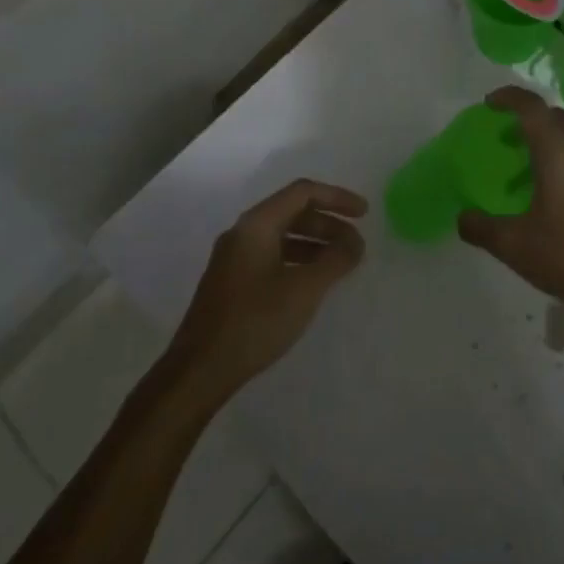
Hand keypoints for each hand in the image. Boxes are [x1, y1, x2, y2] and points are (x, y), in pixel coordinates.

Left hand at [166, 180, 367, 399]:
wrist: (199, 371)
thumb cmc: (254, 322)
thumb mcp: (304, 290)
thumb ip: (335, 260)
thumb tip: (355, 242)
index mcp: (256, 224)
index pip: (303, 193)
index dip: (337, 198)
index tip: (365, 213)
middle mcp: (243, 232)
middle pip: (293, 212)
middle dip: (328, 224)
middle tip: (356, 245)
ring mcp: (234, 258)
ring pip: (282, 236)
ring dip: (315, 244)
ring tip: (341, 264)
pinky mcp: (232, 282)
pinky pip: (272, 256)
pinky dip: (298, 260)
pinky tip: (313, 283)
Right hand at [457, 87, 563, 311]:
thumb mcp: (515, 245)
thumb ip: (482, 228)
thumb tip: (462, 218)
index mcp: (558, 154)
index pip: (532, 108)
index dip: (509, 97)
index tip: (488, 104)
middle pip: (554, 116)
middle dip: (527, 116)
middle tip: (504, 135)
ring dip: (545, 140)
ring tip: (522, 168)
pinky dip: (560, 159)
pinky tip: (548, 195)